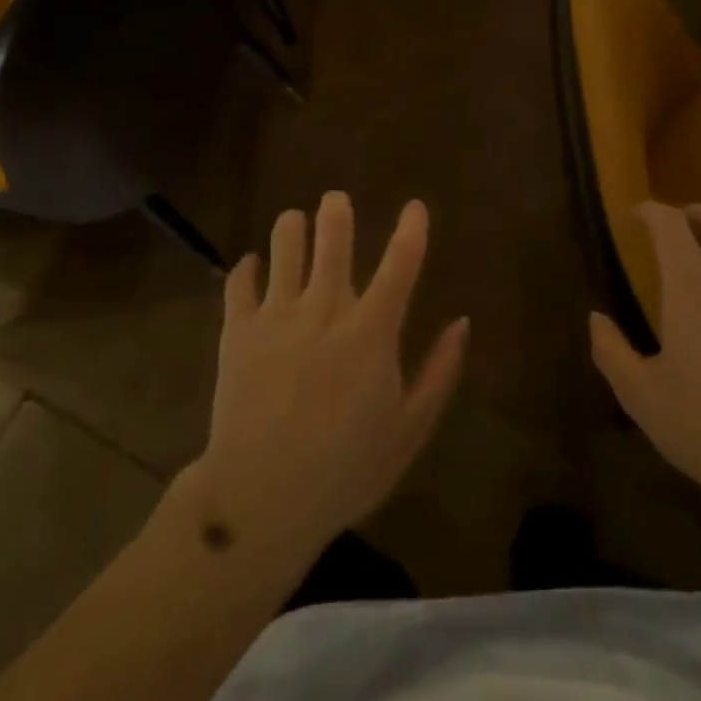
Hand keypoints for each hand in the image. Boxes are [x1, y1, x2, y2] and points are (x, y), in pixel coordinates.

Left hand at [192, 192, 468, 566]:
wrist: (260, 499)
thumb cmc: (345, 470)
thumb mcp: (408, 430)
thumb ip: (439, 373)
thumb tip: (462, 323)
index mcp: (370, 331)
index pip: (400, 264)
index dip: (412, 229)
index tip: (415, 206)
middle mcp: (324, 309)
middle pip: (332, 238)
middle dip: (336, 211)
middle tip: (335, 200)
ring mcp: (277, 315)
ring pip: (284, 246)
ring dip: (291, 228)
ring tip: (294, 222)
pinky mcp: (238, 329)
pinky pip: (240, 281)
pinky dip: (247, 268)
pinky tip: (252, 266)